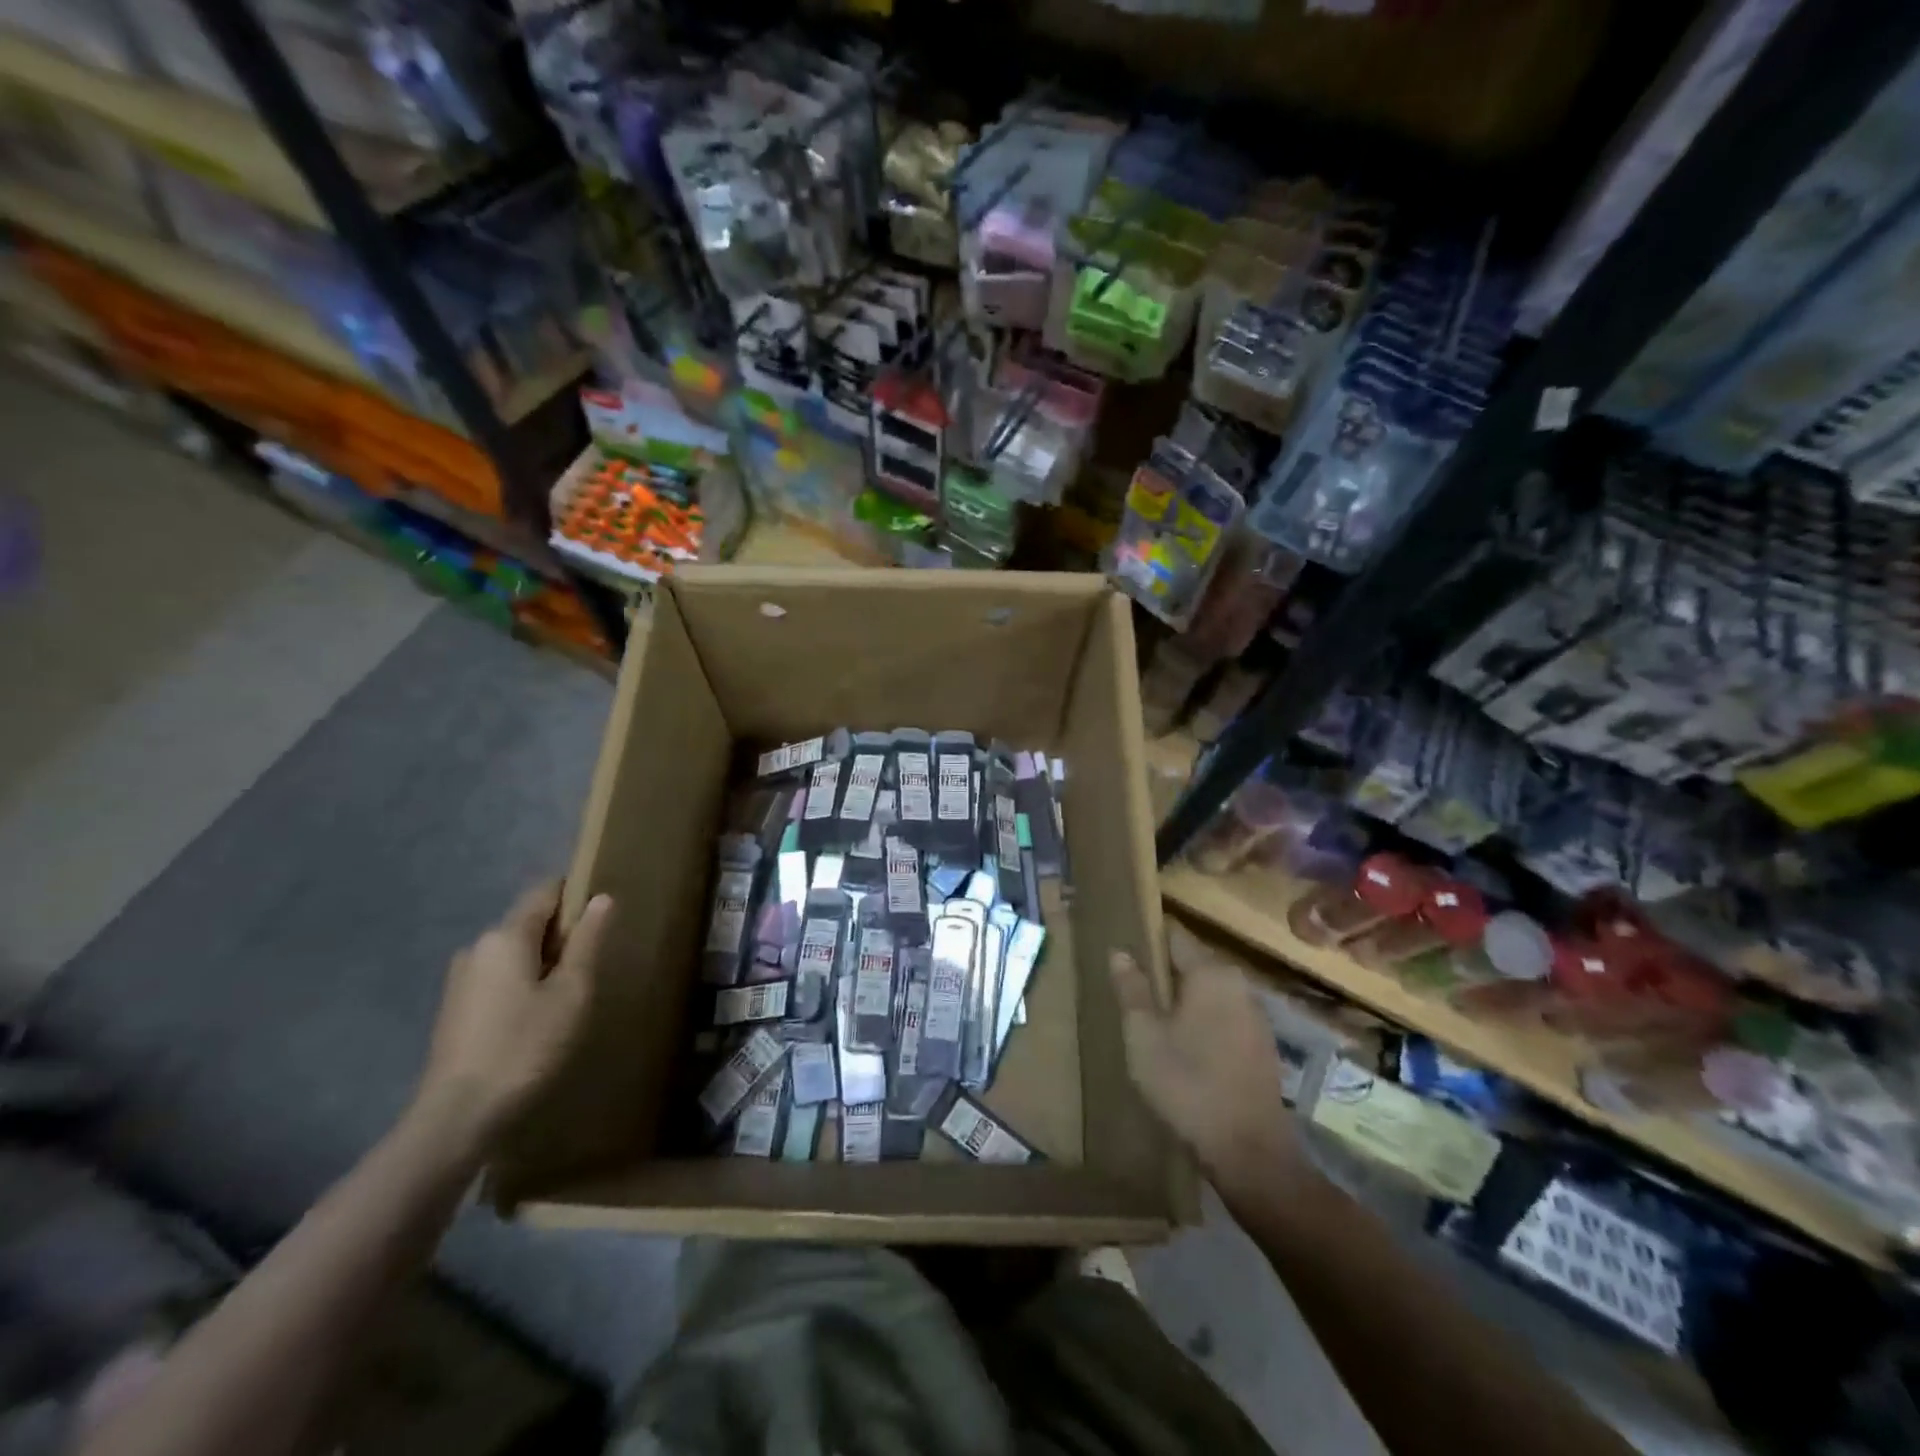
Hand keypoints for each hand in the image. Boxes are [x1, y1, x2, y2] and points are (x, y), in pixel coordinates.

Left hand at [412, 883, 610, 1154]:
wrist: (457, 1117)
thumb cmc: (525, 1047)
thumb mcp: (571, 993)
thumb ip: (587, 942)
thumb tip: (601, 898)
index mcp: (506, 935)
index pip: (545, 891)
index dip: (576, 896)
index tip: (602, 920)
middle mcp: (478, 947)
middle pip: (529, 923)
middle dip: (562, 936)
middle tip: (591, 969)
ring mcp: (461, 979)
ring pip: (514, 953)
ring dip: (542, 964)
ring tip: (567, 998)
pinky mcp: (454, 1008)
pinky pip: (498, 978)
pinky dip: (522, 985)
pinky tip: (535, 1020)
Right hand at [1110, 922, 1313, 1201]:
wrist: (1249, 1150)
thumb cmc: (1188, 1083)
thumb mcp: (1144, 1035)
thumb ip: (1131, 988)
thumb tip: (1119, 951)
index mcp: (1211, 972)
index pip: (1174, 934)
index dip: (1147, 936)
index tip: (1123, 946)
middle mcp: (1239, 983)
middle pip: (1193, 962)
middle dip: (1163, 969)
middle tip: (1130, 985)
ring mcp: (1255, 1014)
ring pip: (1209, 991)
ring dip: (1183, 997)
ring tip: (1151, 1014)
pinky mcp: (1261, 1044)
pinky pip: (1223, 1015)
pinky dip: (1202, 1019)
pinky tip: (1183, 1044)